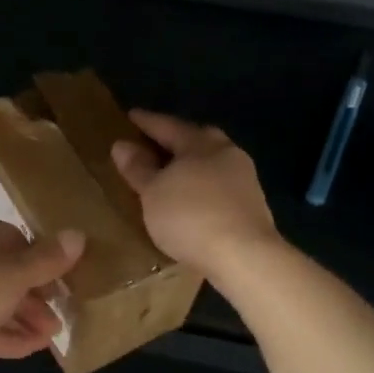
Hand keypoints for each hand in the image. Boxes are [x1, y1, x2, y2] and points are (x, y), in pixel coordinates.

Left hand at [0, 211, 85, 372]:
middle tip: (59, 317)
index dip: (41, 261)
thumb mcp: (13, 276)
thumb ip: (47, 260)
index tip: (63, 283)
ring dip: (21, 318)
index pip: (13, 237)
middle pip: (2, 271)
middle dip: (33, 297)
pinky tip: (28, 349)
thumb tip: (78, 235)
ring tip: (50, 337)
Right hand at [110, 110, 278, 276]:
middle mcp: (226, 154)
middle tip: (154, 142)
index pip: (168, 125)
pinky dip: (201, 188)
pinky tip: (191, 200)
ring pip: (210, 164)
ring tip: (170, 174)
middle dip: (175, 140)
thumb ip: (138, 168)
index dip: (147, 121)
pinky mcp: (251, 206)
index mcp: (201, 143)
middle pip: (196, 140)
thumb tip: (122, 144)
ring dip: (190, 166)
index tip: (131, 115)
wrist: (245, 257)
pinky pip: (218, 187)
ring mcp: (244, 180)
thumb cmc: (190, 217)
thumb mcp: (153, 193)